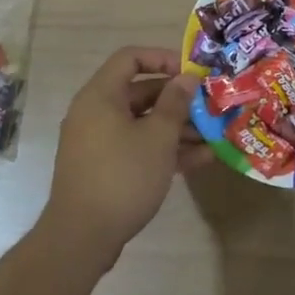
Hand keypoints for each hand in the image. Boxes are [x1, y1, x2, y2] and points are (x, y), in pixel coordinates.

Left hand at [40, 47, 200, 266]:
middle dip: (177, 99)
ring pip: (142, 122)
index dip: (163, 58)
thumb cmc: (123, 176)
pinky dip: (163, 149)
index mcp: (101, 95)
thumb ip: (175, 103)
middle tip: (209, 106)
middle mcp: (95, 112)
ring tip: (212, 136)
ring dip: (176, 127)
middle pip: (140, 92)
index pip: (130, 57)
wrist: (82, 237)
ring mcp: (98, 141)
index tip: (191, 73)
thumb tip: (187, 78)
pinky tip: (199, 160)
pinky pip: (136, 146)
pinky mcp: (104, 167)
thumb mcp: (158, 137)